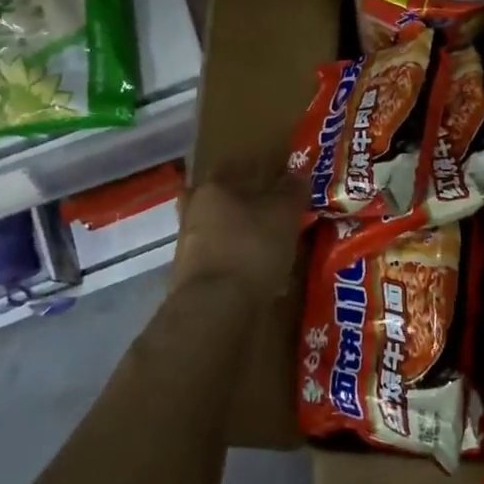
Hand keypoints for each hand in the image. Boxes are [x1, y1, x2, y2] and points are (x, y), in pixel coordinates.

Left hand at [171, 167, 308, 300]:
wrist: (216, 309)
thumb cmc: (251, 247)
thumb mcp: (284, 213)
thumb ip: (292, 190)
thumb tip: (297, 177)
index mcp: (211, 189)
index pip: (235, 174)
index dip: (260, 183)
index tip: (279, 194)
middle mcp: (192, 214)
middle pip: (224, 206)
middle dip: (247, 215)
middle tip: (275, 224)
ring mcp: (186, 249)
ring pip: (222, 237)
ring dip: (243, 244)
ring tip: (273, 256)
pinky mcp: (188, 281)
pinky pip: (222, 266)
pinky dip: (238, 270)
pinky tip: (261, 280)